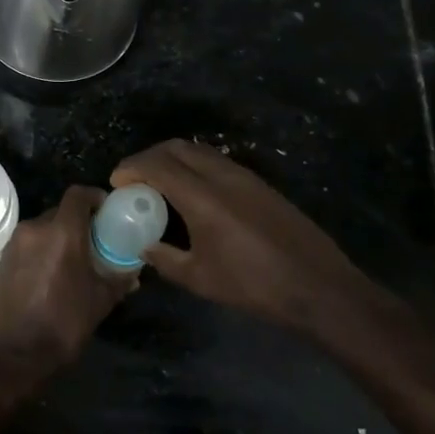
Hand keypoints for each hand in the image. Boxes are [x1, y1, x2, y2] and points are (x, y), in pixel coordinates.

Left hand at [0, 186, 134, 370]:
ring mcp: (15, 244)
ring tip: (72, 260)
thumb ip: (119, 279)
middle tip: (93, 240)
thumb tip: (133, 271)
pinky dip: (41, 250)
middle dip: (77, 221)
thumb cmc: (64, 323)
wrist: (16, 354)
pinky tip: (50, 274)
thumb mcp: (100, 301)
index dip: (94, 197)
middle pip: (60, 211)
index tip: (106, 210)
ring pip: (42, 228)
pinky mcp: (2, 261)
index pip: (77, 194)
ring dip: (58, 236)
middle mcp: (35, 229)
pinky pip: (28, 244)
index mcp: (62, 232)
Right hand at [111, 139, 372, 327]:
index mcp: (203, 197)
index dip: (132, 168)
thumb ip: (165, 259)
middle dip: (148, 156)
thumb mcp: (200, 279)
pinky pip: (216, 161)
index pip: (157, 165)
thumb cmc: (255, 286)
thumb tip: (144, 246)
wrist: (318, 286)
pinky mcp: (259, 183)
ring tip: (158, 183)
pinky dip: (194, 165)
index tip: (116, 182)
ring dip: (172, 158)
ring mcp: (244, 176)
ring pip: (198, 150)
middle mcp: (222, 175)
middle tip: (133, 178)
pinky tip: (191, 192)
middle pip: (176, 147)